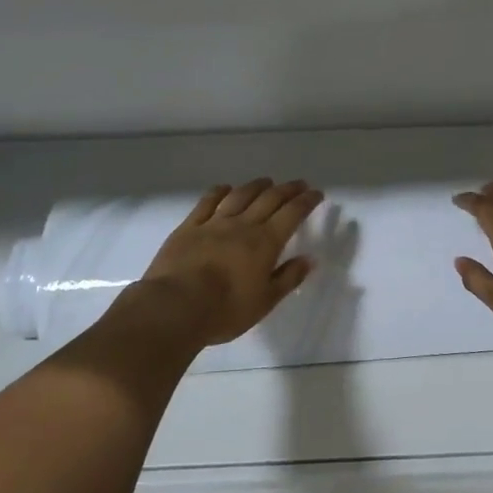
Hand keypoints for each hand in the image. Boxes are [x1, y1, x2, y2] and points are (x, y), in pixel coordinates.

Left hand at [131, 179, 323, 347]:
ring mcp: (214, 223)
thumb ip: (288, 278)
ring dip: (256, 186)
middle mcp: (243, 225)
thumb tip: (308, 259)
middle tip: (298, 184)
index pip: (292, 214)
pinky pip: (207, 202)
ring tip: (267, 182)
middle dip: (287, 189)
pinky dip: (220, 191)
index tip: (316, 193)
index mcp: (265, 242)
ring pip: (240, 195)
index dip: (306, 201)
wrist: (175, 307)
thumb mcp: (265, 301)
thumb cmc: (226, 310)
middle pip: (269, 199)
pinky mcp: (189, 227)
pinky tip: (226, 188)